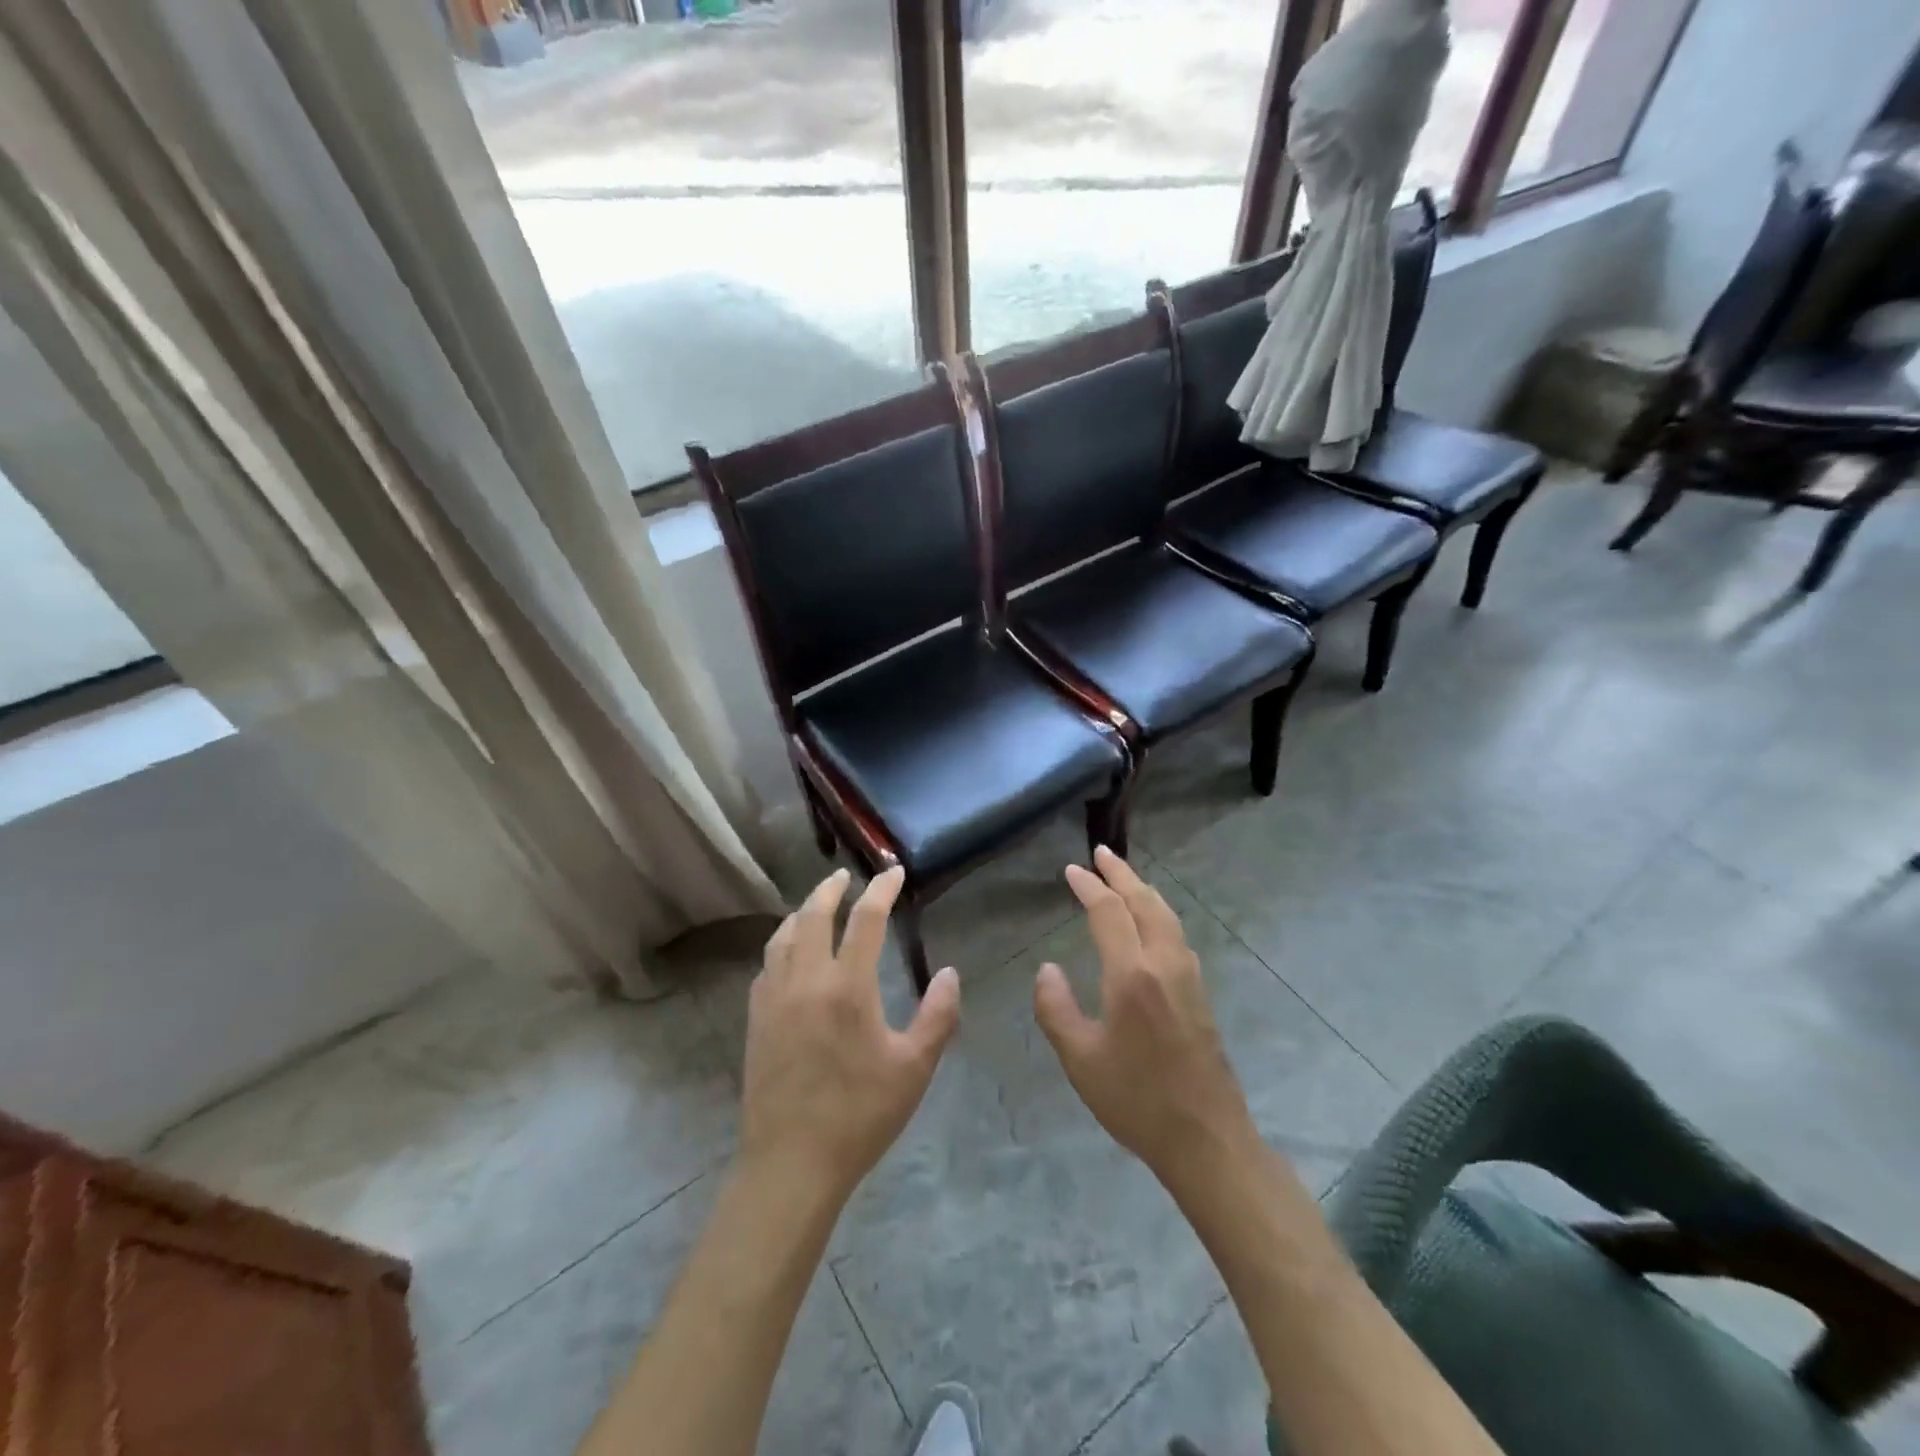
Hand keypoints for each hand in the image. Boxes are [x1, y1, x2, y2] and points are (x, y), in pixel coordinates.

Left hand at [739, 866, 960, 1203]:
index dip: (881, 890)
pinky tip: (790, 953)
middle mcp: (805, 979)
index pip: (865, 919)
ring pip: (784, 935)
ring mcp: (774, 997)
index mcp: (847, 986)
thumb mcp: (913, 1067)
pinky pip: (767, 963)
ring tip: (817, 905)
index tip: (893, 873)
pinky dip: (783, 942)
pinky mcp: (755, 1018)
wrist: (791, 1162)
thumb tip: (949, 973)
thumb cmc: (860, 1114)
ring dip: (803, 911)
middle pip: (814, 914)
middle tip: (847, 876)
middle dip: (831, 888)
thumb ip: (937, 1015)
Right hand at [1033, 847, 1258, 1190]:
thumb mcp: (1080, 1058)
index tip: (1071, 870)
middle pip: (1144, 902)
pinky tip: (1151, 922)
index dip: (1089, 886)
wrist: (1207, 1138)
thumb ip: (1055, 1008)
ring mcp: (1188, 976)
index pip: (1109, 912)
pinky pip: (1176, 934)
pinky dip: (1158, 911)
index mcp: (1132, 974)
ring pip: (1166, 915)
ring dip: (1143, 889)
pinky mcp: (1200, 993)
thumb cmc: (1135, 1099)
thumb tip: (1047, 968)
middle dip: (1121, 873)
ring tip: (1124, 877)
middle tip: (1101, 853)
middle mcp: (1164, 964)